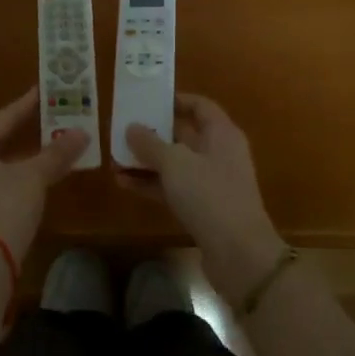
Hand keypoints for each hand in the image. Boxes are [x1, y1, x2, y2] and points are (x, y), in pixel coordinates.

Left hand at [0, 87, 87, 265]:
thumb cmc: (4, 208)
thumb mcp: (34, 177)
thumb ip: (56, 153)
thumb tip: (82, 133)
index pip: (0, 119)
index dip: (25, 105)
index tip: (42, 91)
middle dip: (21, 133)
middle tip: (45, 117)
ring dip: (16, 158)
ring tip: (42, 146)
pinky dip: (7, 177)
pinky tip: (27, 178)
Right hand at [124, 95, 285, 299]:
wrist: (239, 254)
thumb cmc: (209, 195)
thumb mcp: (175, 163)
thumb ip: (150, 143)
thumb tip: (131, 127)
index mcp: (222, 134)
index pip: (199, 106)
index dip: (175, 101)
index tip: (147, 101)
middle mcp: (219, 153)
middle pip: (184, 135)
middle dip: (153, 133)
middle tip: (122, 129)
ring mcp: (212, 183)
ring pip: (176, 164)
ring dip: (147, 161)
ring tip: (115, 158)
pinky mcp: (204, 209)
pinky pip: (174, 188)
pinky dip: (152, 184)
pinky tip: (124, 184)